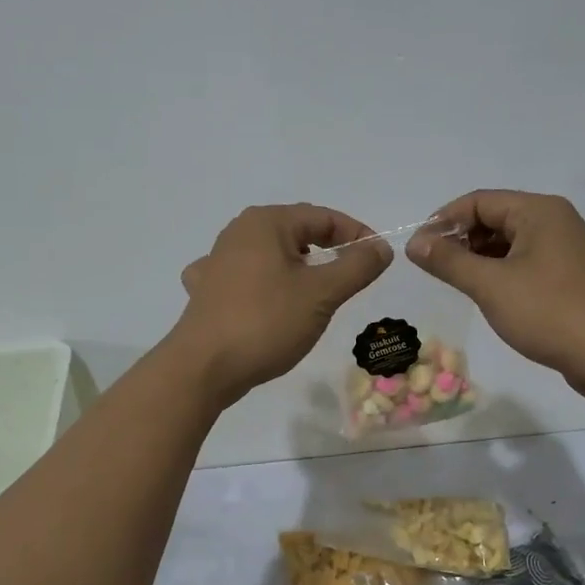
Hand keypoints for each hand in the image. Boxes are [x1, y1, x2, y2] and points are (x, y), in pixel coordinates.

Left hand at [171, 203, 391, 406]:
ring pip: (271, 255)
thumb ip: (356, 266)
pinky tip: (267, 299)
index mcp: (266, 222)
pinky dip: (265, 284)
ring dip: (298, 268)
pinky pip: (246, 277)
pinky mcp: (208, 291)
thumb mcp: (322, 294)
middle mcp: (238, 232)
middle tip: (352, 277)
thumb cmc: (266, 322)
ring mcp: (217, 261)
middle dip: (328, 250)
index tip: (378, 259)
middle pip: (296, 232)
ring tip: (316, 292)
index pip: (323, 217)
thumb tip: (381, 247)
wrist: (203, 368)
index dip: (356, 234)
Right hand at [408, 190, 584, 401]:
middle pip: (496, 218)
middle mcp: (556, 221)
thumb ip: (448, 261)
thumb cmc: (549, 312)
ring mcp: (568, 249)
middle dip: (461, 239)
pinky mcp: (572, 277)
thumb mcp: (490, 285)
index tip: (419, 250)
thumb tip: (414, 243)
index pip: (479, 201)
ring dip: (480, 258)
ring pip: (511, 242)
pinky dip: (502, 272)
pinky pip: (527, 262)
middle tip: (434, 269)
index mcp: (539, 211)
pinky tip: (488, 295)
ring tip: (456, 283)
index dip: (444, 221)